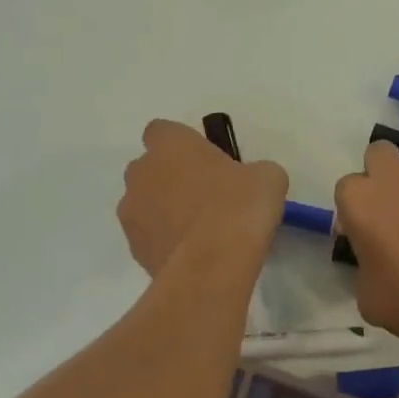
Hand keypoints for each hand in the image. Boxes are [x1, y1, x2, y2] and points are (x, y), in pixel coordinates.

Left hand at [118, 120, 285, 275]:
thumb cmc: (239, 206)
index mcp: (170, 144)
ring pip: (145, 203)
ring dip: (164, 210)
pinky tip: (193, 254)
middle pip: (149, 168)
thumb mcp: (267, 177)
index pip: (162, 131)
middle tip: (206, 195)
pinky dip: (165, 240)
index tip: (205, 160)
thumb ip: (252, 171)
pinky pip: (149, 236)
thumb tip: (250, 182)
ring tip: (200, 230)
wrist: (212, 266)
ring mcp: (131, 213)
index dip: (181, 144)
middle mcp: (141, 173)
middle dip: (170, 178)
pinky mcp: (134, 249)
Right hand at [335, 141, 398, 345]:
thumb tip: (377, 263)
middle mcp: (395, 177)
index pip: (347, 188)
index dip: (355, 210)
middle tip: (392, 211)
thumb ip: (365, 266)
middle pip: (379, 154)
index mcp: (360, 200)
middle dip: (382, 174)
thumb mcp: (367, 295)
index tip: (365, 233)